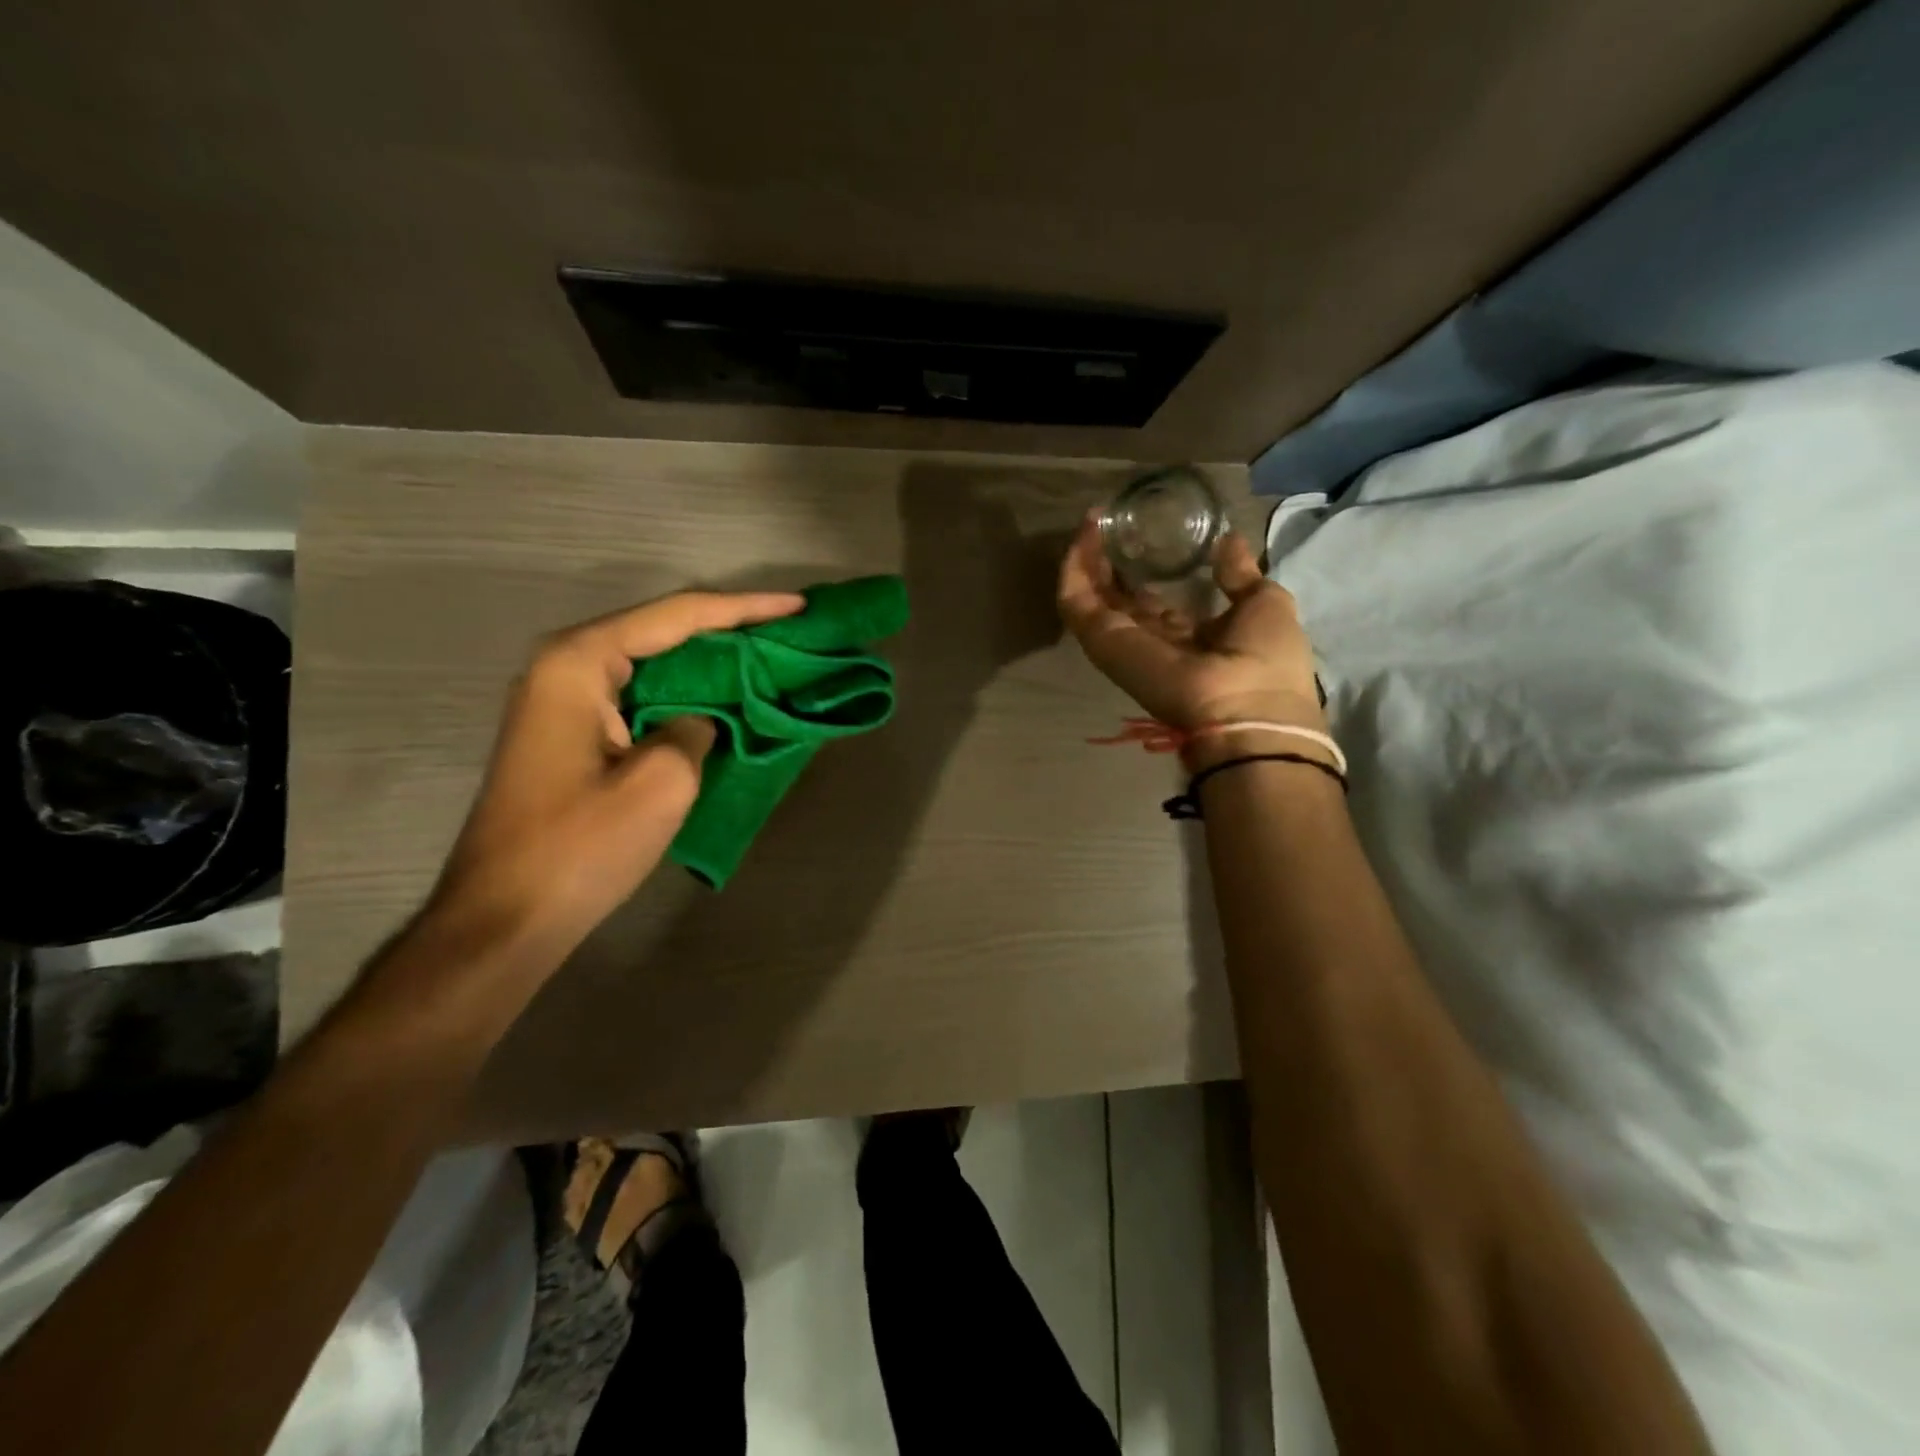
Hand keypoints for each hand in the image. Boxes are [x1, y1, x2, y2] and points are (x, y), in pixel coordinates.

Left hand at [428, 589, 804, 953]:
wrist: (505, 919)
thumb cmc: (580, 847)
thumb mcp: (662, 783)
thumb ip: (697, 729)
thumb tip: (701, 720)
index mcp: (579, 663)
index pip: (677, 616)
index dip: (745, 609)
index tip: (799, 606)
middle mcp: (564, 666)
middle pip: (662, 631)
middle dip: (728, 629)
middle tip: (789, 629)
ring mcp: (562, 701)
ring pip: (652, 664)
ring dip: (709, 662)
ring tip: (768, 657)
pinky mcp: (570, 734)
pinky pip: (640, 696)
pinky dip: (685, 694)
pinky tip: (723, 701)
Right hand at [1058, 518, 1322, 730]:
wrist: (1246, 708)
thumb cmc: (1265, 660)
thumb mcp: (1264, 604)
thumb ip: (1238, 575)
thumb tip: (1228, 540)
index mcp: (1187, 638)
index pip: (1153, 606)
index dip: (1143, 574)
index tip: (1141, 539)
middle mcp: (1149, 642)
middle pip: (1117, 600)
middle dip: (1107, 563)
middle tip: (1103, 523)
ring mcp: (1122, 642)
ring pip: (1091, 598)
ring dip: (1085, 560)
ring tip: (1089, 520)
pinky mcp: (1102, 639)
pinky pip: (1076, 602)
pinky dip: (1074, 569)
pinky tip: (1083, 533)